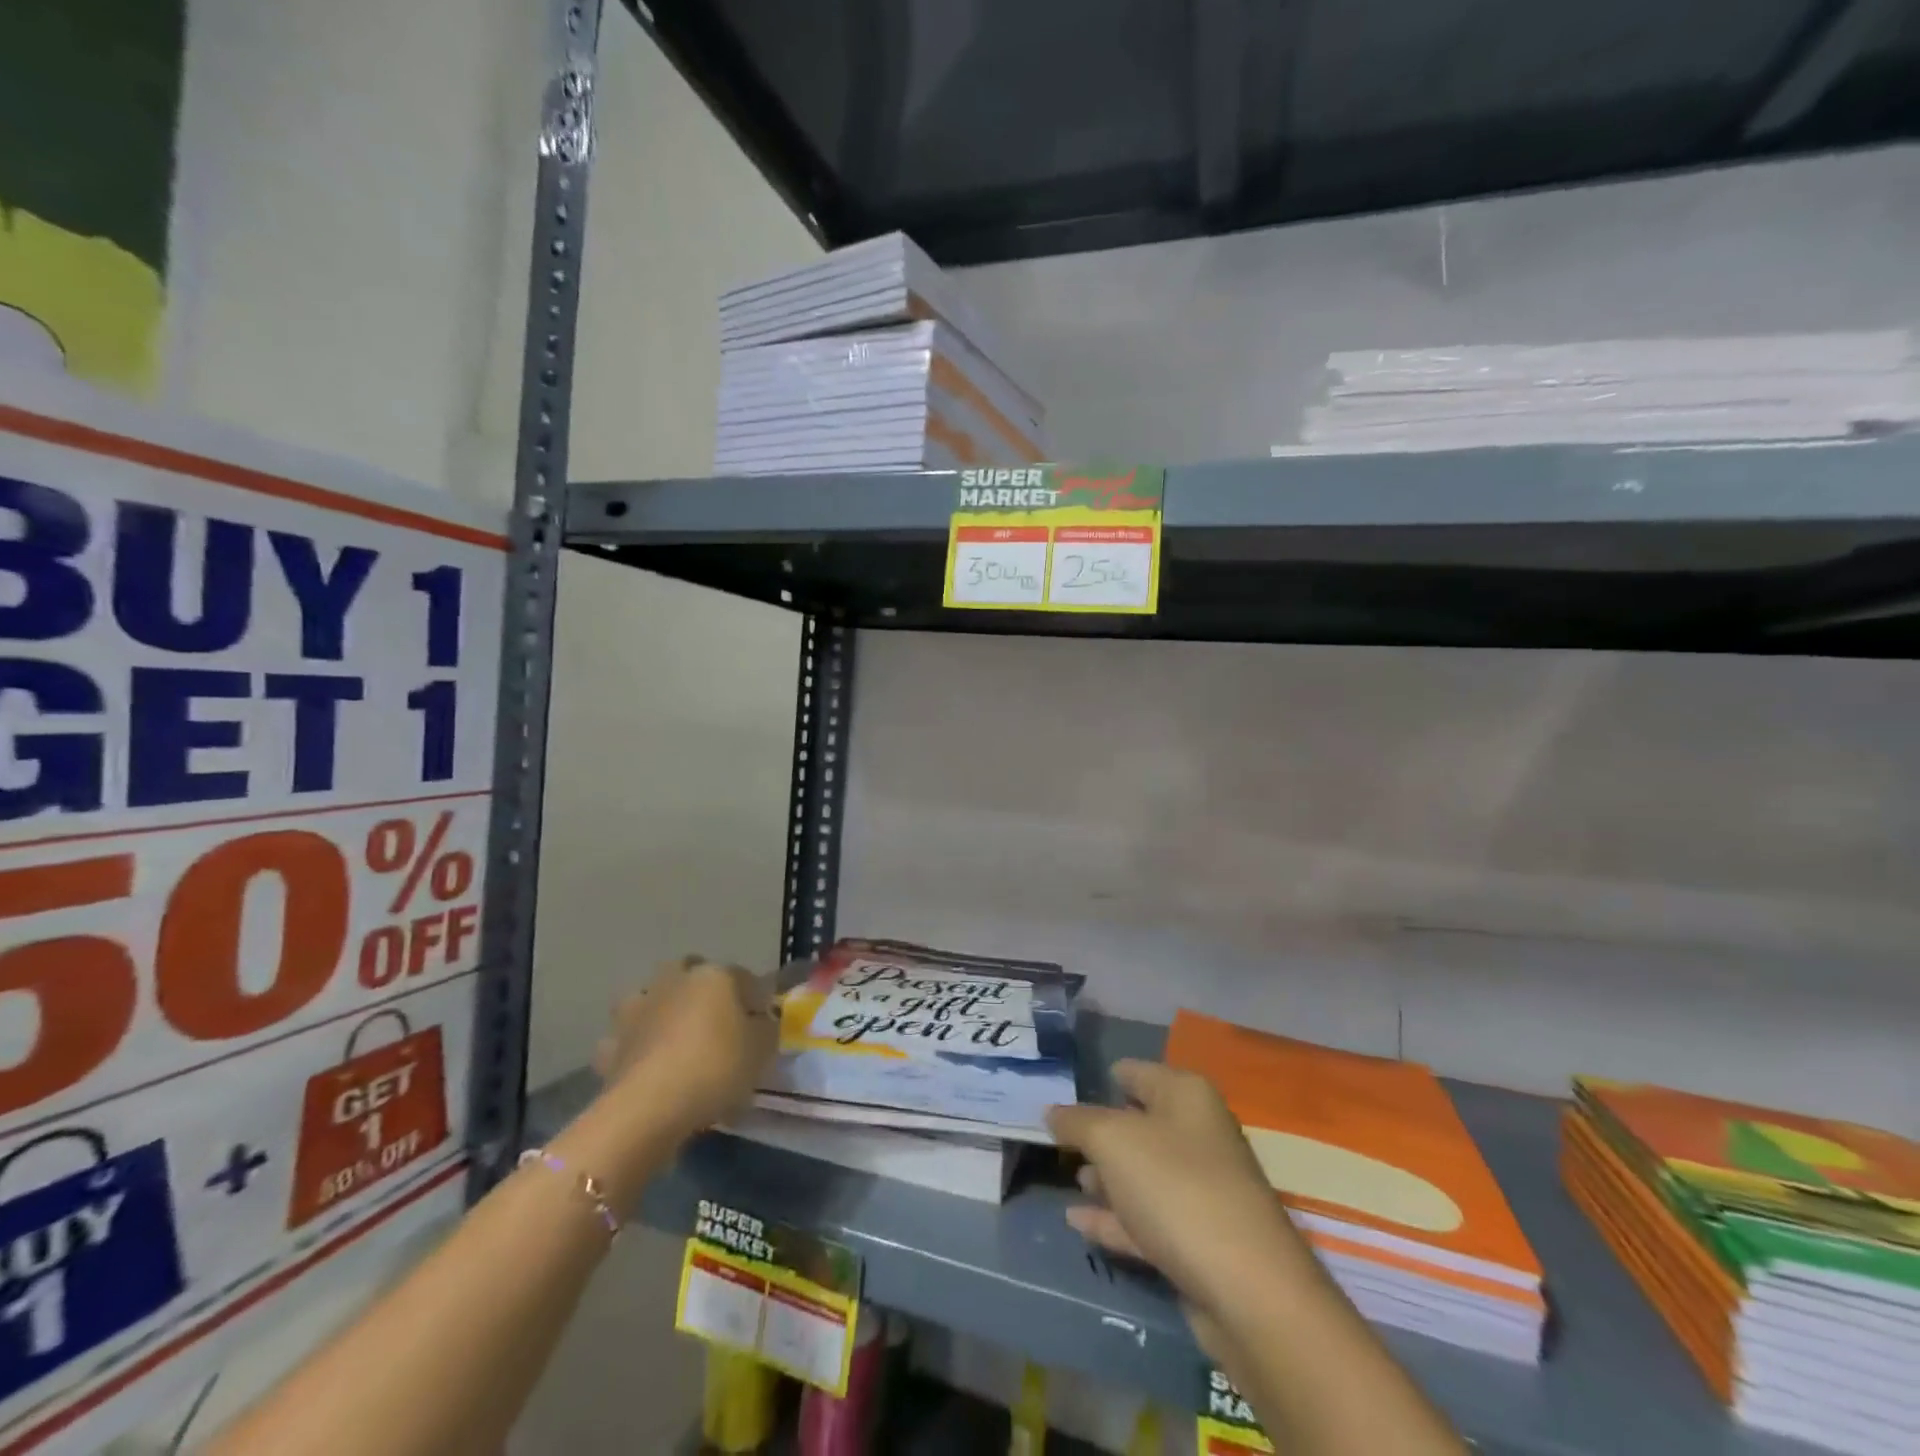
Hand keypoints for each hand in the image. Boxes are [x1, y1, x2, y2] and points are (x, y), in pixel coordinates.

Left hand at [593, 956, 777, 1135]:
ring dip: (661, 1008)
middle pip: (691, 972)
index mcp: (716, 975)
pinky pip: (625, 1037)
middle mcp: (675, 981)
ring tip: (674, 1036)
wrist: (649, 1107)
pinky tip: (645, 1062)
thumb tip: (760, 1023)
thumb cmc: (716, 1067)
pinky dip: (634, 1045)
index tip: (763, 1023)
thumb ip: (765, 1029)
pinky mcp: (611, 1043)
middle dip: (702, 989)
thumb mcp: (762, 1050)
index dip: (756, 999)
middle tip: (716, 1020)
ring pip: (651, 996)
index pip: (744, 977)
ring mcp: (638, 1009)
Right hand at [1048, 1060, 1307, 1349]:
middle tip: (1060, 1140)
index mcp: (1186, 1095)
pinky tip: (1078, 1223)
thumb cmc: (1175, 1187)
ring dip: (1106, 1177)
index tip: (1066, 1090)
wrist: (1247, 1289)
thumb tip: (1052, 1111)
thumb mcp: (1112, 1141)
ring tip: (1071, 1181)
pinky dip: (1114, 1218)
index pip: (1136, 1072)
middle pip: (1140, 1123)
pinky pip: (1146, 1218)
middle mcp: (1198, 1134)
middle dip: (1101, 1132)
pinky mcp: (1197, 1240)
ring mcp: (1200, 1189)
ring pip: (1142, 1174)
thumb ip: (1076, 1122)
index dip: (1103, 1078)